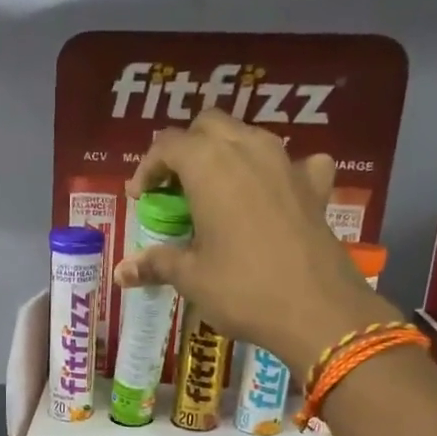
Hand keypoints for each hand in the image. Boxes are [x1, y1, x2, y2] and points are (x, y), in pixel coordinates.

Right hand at [116, 109, 404, 377]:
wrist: (316, 309)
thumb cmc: (242, 289)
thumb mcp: (191, 278)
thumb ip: (156, 264)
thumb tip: (120, 272)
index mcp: (210, 165)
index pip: (168, 144)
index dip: (148, 168)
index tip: (140, 198)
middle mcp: (249, 149)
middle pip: (210, 126)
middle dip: (186, 149)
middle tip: (174, 188)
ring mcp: (287, 163)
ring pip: (250, 136)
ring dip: (227, 154)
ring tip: (215, 191)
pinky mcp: (315, 186)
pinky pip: (295, 162)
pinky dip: (278, 171)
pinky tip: (273, 195)